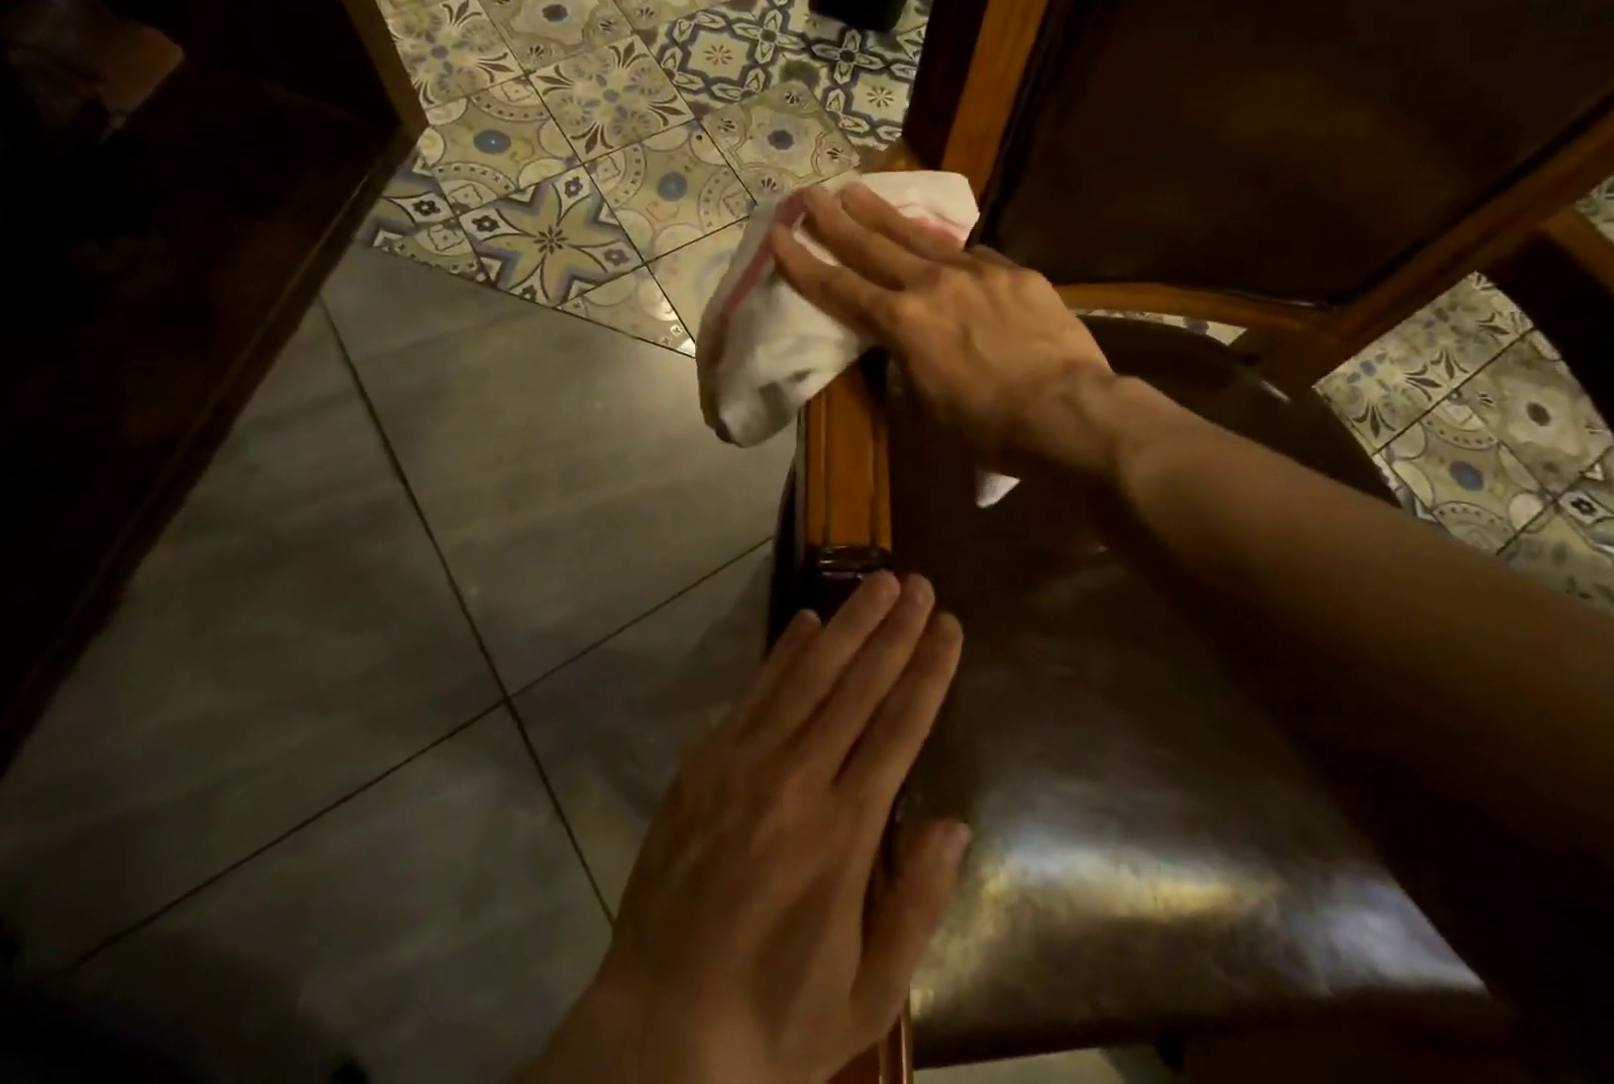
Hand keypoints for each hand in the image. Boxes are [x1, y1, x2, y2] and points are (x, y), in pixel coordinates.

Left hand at [530, 572, 967, 1083]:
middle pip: (857, 686)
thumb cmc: (775, 1019)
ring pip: (807, 675)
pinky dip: (784, 652)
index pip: (900, 728)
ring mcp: (743, 763)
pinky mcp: (704, 762)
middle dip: (894, 630)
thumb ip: (916, 904)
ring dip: (846, 624)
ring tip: (878, 582)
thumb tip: (953, 824)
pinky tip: (806, 622)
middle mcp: (796, 781)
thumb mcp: (868, 993)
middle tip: (919, 584)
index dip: (929, 671)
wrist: (659, 1031)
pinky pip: (754, 692)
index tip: (949, 626)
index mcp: (844, 834)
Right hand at [770, 184, 1144, 477]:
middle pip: (872, 246)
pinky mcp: (1016, 273)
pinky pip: (974, 256)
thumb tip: (905, 345)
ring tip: (857, 189)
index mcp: (902, 323)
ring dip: (883, 213)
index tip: (779, 236)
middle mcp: (932, 285)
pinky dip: (950, 250)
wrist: (1069, 413)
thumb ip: (907, 363)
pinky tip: (944, 247)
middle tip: (809, 193)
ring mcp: (977, 272)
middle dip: (835, 220)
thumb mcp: (928, 405)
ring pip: (920, 236)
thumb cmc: (988, 426)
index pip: (839, 288)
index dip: (803, 264)